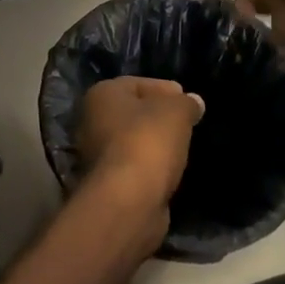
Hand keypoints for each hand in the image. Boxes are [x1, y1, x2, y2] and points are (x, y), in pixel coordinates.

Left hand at [74, 76, 204, 251]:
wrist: (128, 200)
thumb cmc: (148, 142)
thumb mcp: (177, 111)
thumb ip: (186, 103)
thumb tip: (193, 102)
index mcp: (101, 95)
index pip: (137, 84)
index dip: (164, 89)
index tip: (187, 100)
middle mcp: (91, 121)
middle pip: (133, 113)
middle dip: (159, 116)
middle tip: (187, 122)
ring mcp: (96, 154)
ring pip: (132, 141)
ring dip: (154, 143)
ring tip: (182, 146)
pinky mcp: (107, 182)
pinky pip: (134, 165)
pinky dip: (151, 166)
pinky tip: (171, 169)